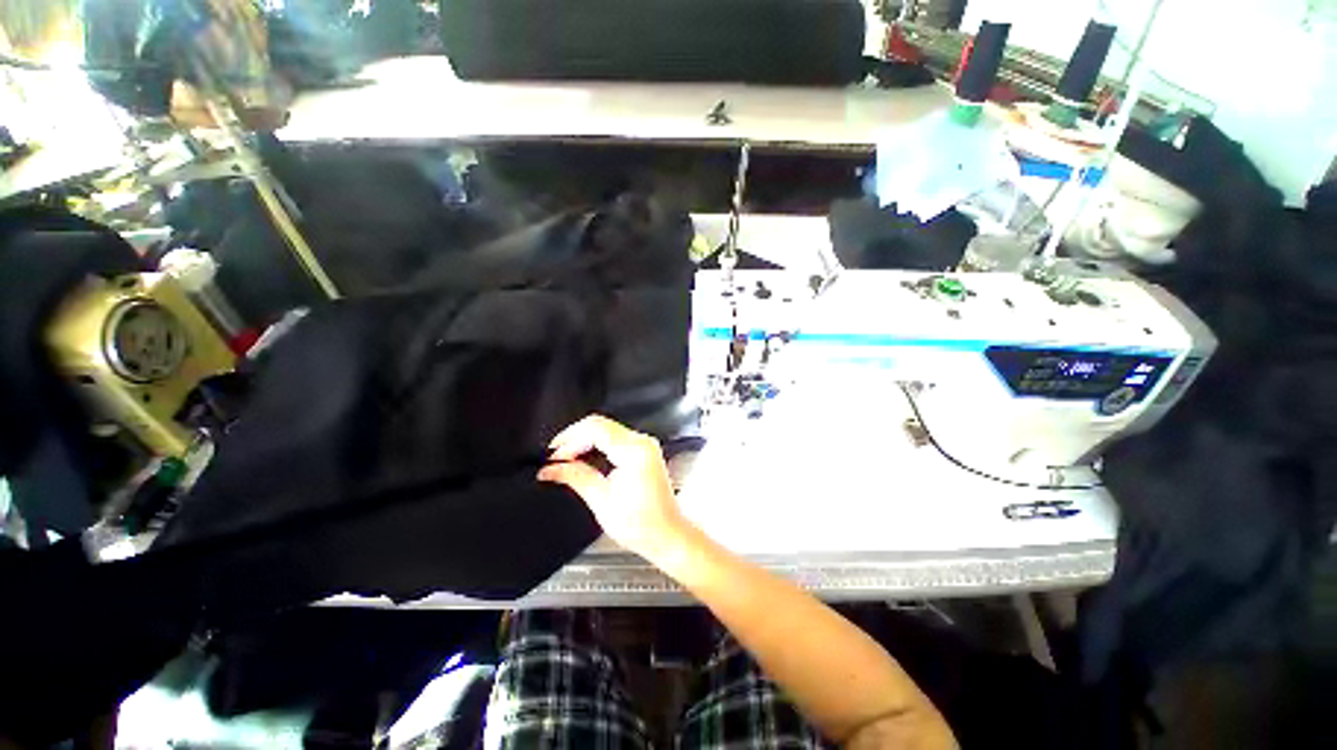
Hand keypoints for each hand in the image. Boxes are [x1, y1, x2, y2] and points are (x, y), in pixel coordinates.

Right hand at [538, 415, 687, 560]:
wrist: (667, 534)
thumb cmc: (643, 525)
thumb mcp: (601, 501)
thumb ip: (575, 478)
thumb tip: (551, 469)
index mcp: (634, 452)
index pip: (595, 429)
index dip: (569, 439)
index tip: (553, 456)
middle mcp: (642, 443)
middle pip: (600, 424)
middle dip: (574, 437)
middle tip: (555, 457)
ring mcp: (645, 445)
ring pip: (606, 428)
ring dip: (584, 440)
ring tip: (565, 459)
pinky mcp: (644, 450)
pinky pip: (614, 437)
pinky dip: (596, 444)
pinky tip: (583, 457)